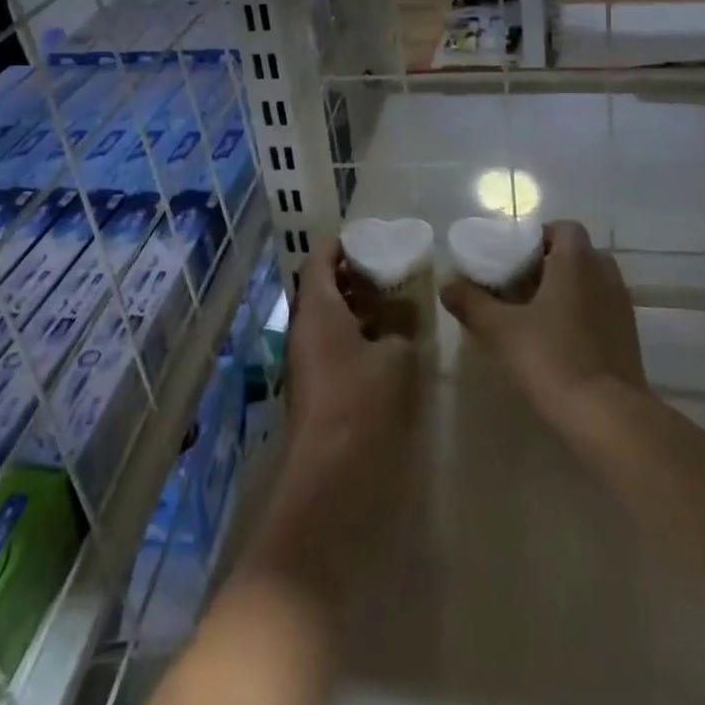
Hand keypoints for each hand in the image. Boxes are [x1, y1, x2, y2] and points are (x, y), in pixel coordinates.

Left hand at [282, 234, 418, 493]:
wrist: (329, 469)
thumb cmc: (360, 398)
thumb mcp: (395, 356)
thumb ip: (400, 330)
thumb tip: (401, 322)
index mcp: (317, 308)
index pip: (319, 260)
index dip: (338, 244)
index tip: (363, 236)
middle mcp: (302, 327)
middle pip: (319, 288)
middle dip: (348, 275)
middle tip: (381, 267)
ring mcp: (303, 358)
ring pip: (324, 318)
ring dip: (350, 307)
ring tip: (386, 301)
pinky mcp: (311, 386)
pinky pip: (328, 343)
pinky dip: (349, 334)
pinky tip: (379, 342)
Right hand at [441, 219, 645, 439]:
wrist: (610, 418)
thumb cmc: (554, 359)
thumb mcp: (501, 330)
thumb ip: (472, 303)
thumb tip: (447, 284)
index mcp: (577, 262)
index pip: (564, 228)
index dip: (539, 236)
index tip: (513, 258)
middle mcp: (604, 275)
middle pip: (577, 254)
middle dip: (549, 264)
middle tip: (518, 285)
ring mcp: (621, 307)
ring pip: (590, 283)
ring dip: (566, 290)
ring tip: (534, 314)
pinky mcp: (629, 338)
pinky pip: (601, 309)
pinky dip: (581, 314)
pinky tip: (557, 341)